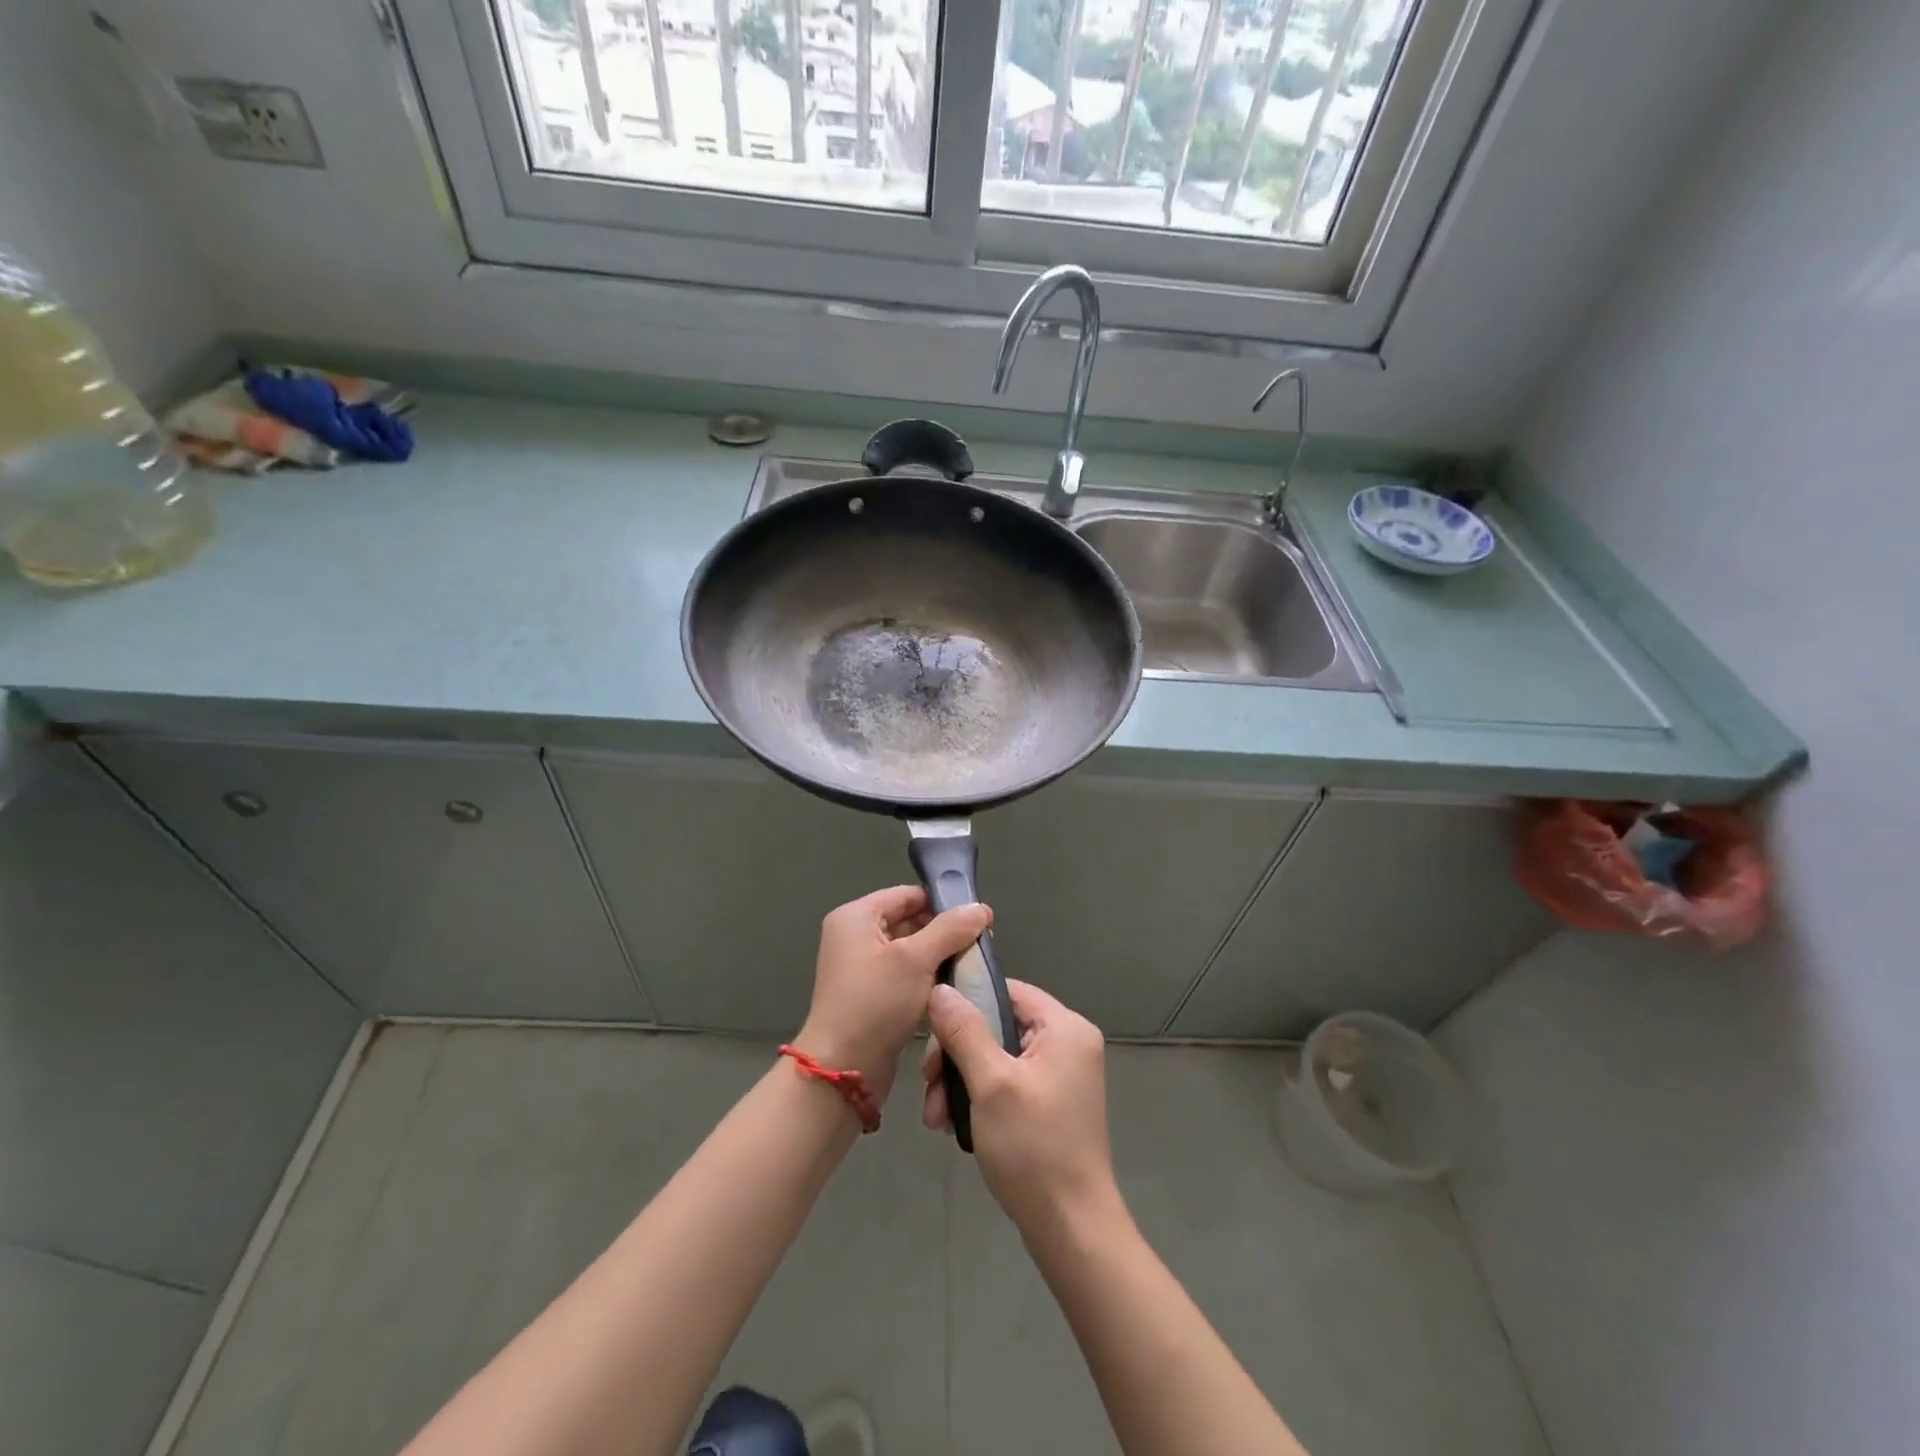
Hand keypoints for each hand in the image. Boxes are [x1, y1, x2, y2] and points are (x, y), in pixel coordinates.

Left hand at [793, 886, 991, 1102]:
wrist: (844, 1070)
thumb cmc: (876, 1003)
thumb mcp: (917, 960)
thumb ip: (950, 929)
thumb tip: (981, 909)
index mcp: (856, 917)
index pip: (907, 895)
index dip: (943, 903)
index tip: (978, 920)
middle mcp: (854, 935)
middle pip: (908, 919)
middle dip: (943, 932)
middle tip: (978, 946)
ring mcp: (860, 966)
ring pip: (909, 949)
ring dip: (937, 957)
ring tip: (970, 966)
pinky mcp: (869, 993)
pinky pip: (903, 973)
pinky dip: (925, 977)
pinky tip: (951, 988)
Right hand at [922, 979, 1121, 1234]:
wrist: (1071, 1229)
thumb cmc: (1033, 1147)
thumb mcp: (991, 1083)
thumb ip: (964, 1031)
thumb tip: (941, 990)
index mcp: (1065, 1027)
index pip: (1007, 991)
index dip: (967, 1004)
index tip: (932, 1034)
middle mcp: (1069, 1043)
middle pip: (999, 1025)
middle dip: (957, 1056)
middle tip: (928, 1085)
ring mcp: (1062, 1075)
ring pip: (997, 1057)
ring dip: (962, 1082)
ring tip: (935, 1118)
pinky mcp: (1052, 1103)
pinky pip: (1008, 1082)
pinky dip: (980, 1098)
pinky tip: (954, 1126)